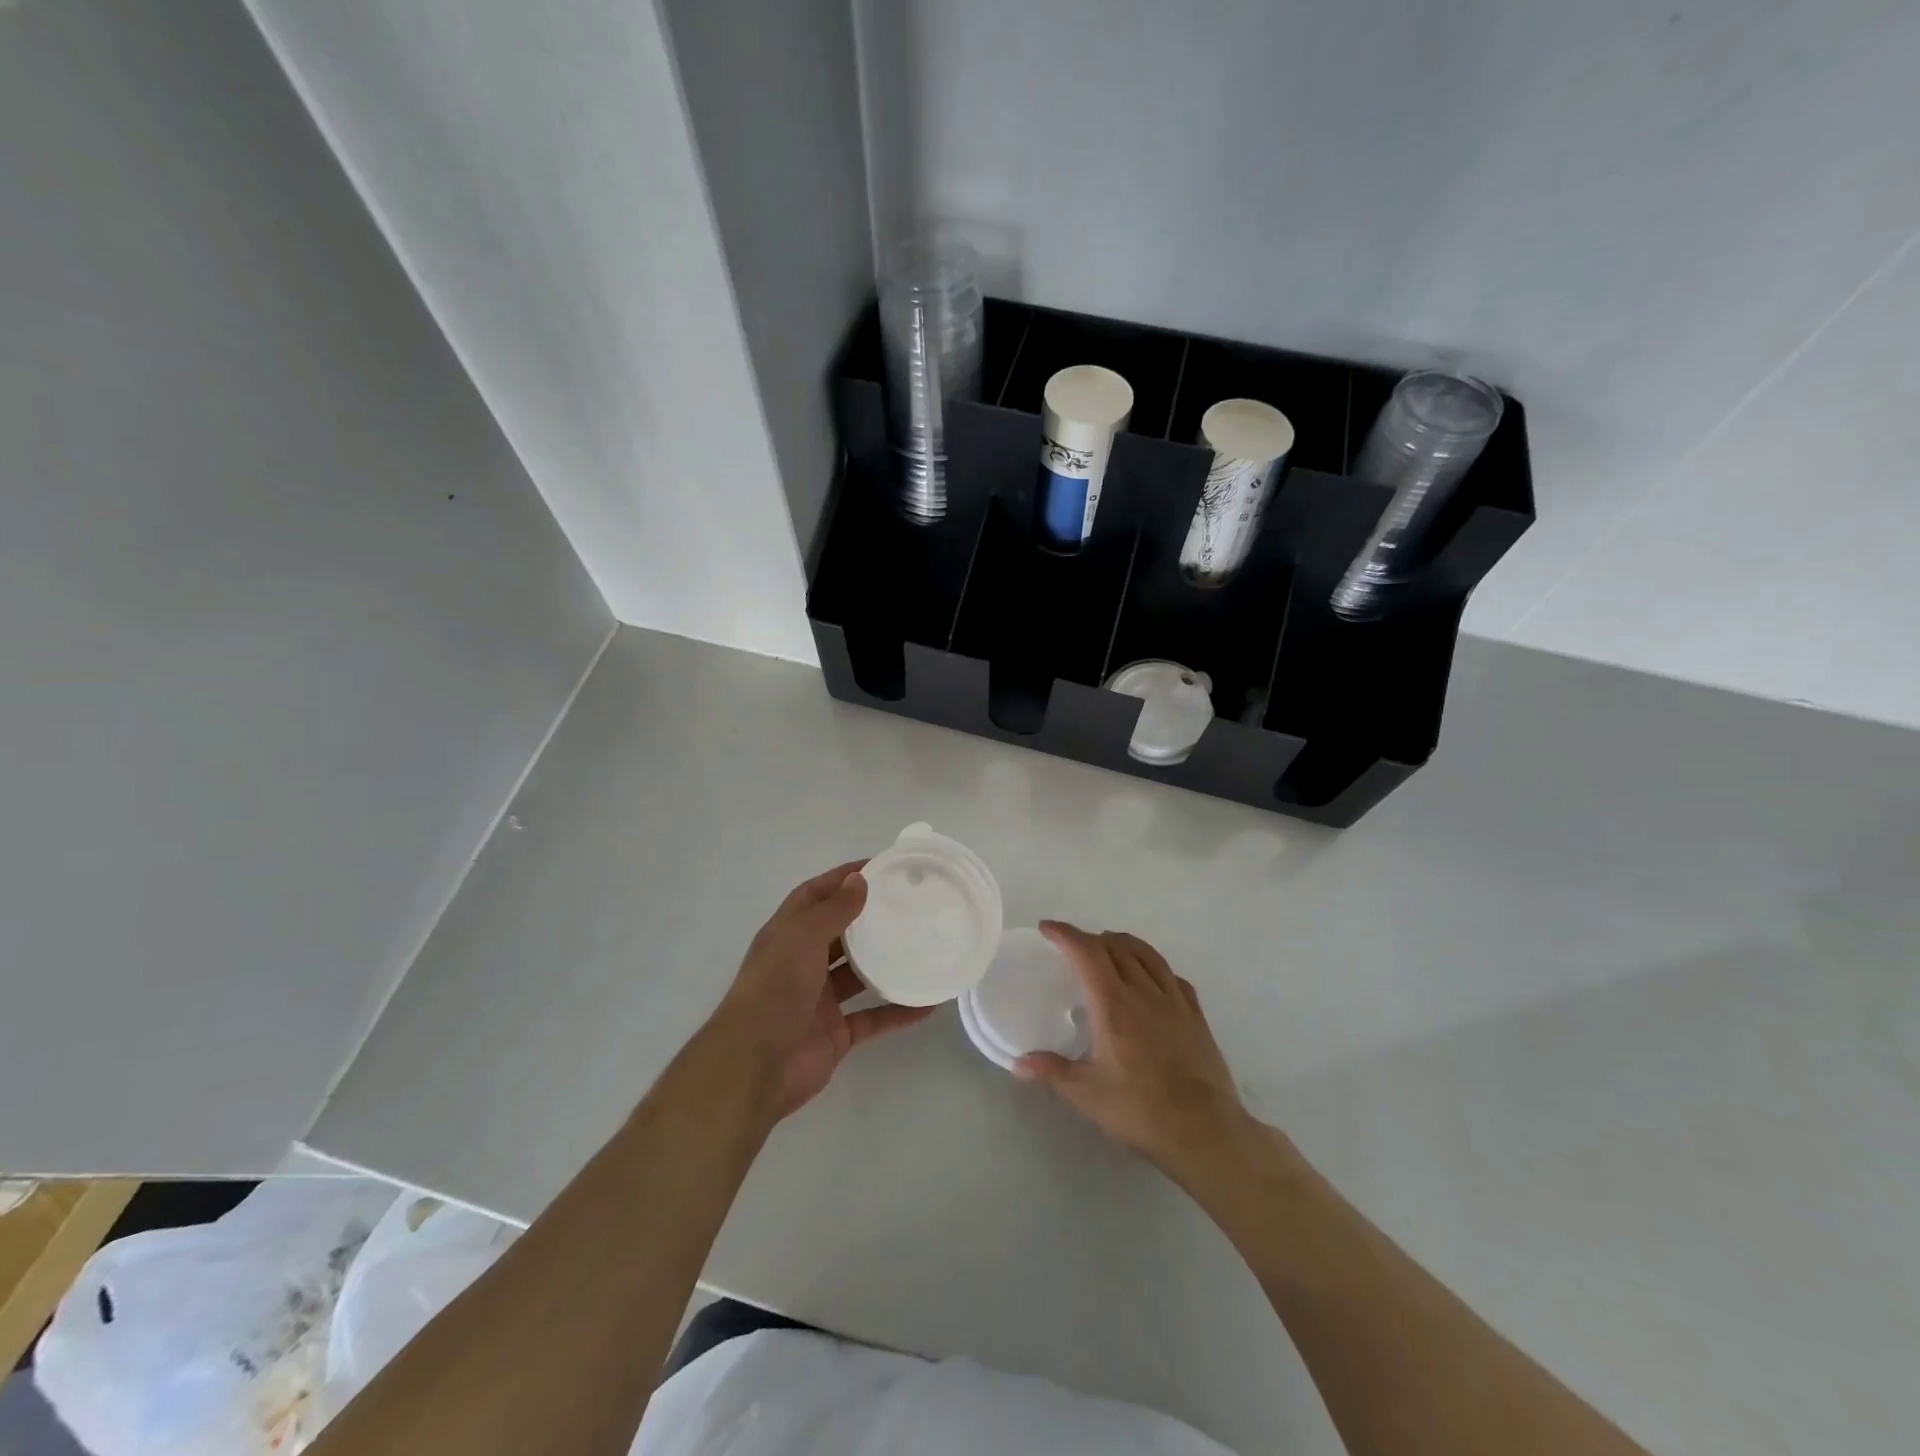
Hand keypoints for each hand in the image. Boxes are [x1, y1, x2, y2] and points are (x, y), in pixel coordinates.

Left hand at [714, 861, 933, 1119]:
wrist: (755, 1065)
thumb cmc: (775, 988)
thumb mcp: (802, 937)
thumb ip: (834, 910)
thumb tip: (859, 879)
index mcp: (788, 935)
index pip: (816, 896)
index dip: (843, 879)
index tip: (880, 867)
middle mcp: (802, 963)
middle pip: (839, 933)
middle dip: (868, 918)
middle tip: (909, 904)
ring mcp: (819, 1000)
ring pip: (858, 975)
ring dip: (886, 963)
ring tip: (921, 945)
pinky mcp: (836, 1033)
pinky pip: (873, 1018)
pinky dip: (898, 1011)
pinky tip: (927, 1002)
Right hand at [1016, 922, 1256, 1185]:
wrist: (1204, 1131)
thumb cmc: (1140, 1110)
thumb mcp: (1087, 1094)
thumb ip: (1052, 1071)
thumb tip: (1017, 1064)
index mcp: (1114, 1005)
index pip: (1088, 953)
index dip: (1066, 934)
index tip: (1047, 929)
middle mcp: (1144, 992)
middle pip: (1116, 947)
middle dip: (1090, 939)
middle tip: (1072, 948)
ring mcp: (1175, 1001)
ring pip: (1147, 954)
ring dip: (1123, 944)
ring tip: (1109, 948)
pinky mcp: (1196, 1015)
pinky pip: (1172, 976)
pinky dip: (1154, 966)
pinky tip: (1151, 978)